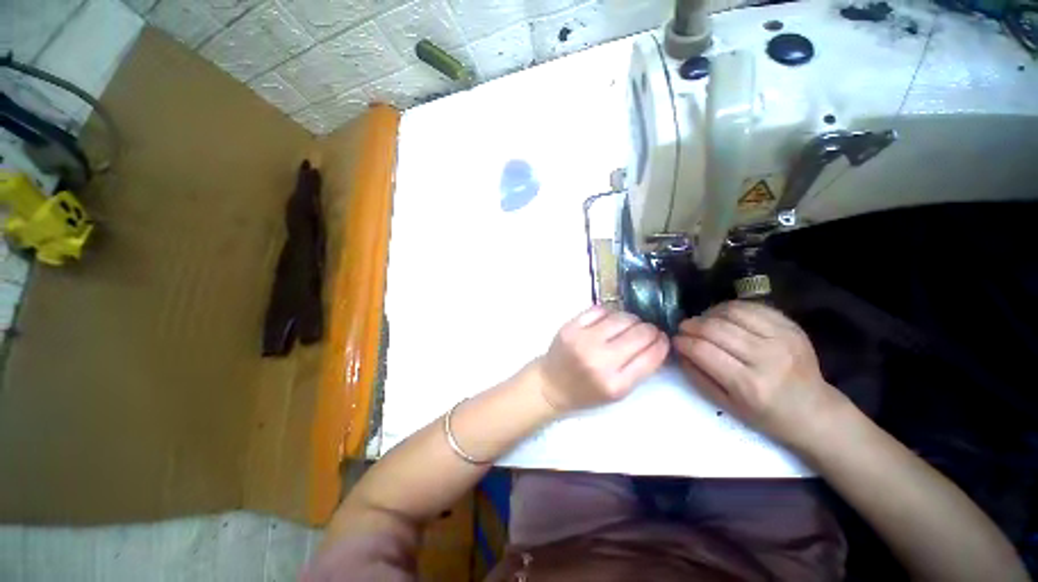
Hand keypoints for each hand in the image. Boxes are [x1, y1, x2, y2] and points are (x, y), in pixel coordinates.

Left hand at [536, 306, 669, 412]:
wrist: (551, 384)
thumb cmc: (586, 392)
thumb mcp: (617, 392)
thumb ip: (639, 369)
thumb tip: (657, 341)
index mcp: (615, 384)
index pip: (651, 356)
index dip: (662, 343)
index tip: (663, 338)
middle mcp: (599, 360)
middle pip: (639, 333)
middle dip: (650, 329)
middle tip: (648, 330)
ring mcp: (583, 340)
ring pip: (622, 317)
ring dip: (632, 319)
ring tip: (630, 325)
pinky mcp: (570, 326)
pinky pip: (600, 310)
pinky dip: (611, 313)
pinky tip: (611, 320)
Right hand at [672, 301, 846, 446]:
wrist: (814, 411)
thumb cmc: (766, 415)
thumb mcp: (725, 405)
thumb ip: (697, 375)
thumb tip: (678, 349)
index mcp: (749, 384)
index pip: (703, 350)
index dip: (682, 341)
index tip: (674, 340)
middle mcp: (767, 358)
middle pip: (715, 328)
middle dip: (691, 325)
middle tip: (683, 328)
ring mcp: (782, 339)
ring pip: (731, 312)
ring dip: (708, 314)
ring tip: (702, 322)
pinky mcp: (791, 327)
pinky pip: (752, 307)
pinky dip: (730, 308)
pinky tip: (722, 316)